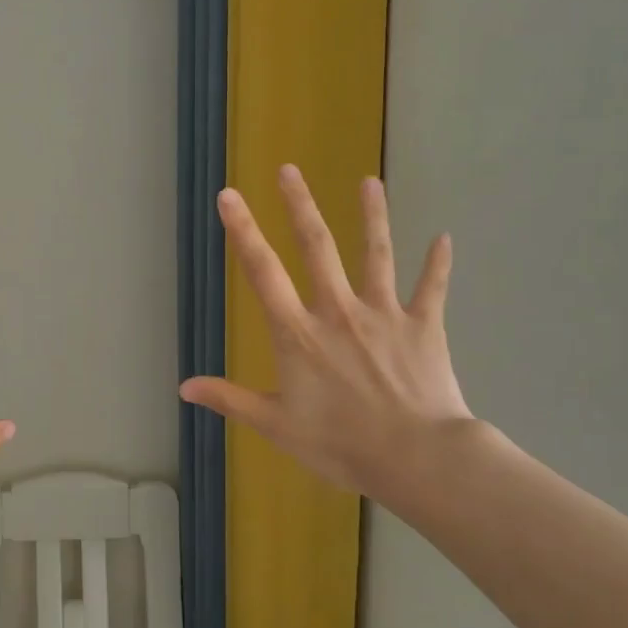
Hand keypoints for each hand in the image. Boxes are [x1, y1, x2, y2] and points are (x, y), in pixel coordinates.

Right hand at [181, 165, 472, 504]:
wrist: (416, 458)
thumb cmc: (340, 443)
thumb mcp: (275, 424)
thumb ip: (229, 399)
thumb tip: (183, 387)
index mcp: (298, 332)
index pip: (262, 272)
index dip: (243, 231)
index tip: (228, 196)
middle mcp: (338, 310)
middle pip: (316, 247)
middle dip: (299, 205)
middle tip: (288, 169)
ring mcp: (384, 314)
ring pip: (376, 254)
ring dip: (372, 216)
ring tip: (369, 181)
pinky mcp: (423, 326)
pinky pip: (431, 289)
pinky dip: (438, 264)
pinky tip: (444, 238)